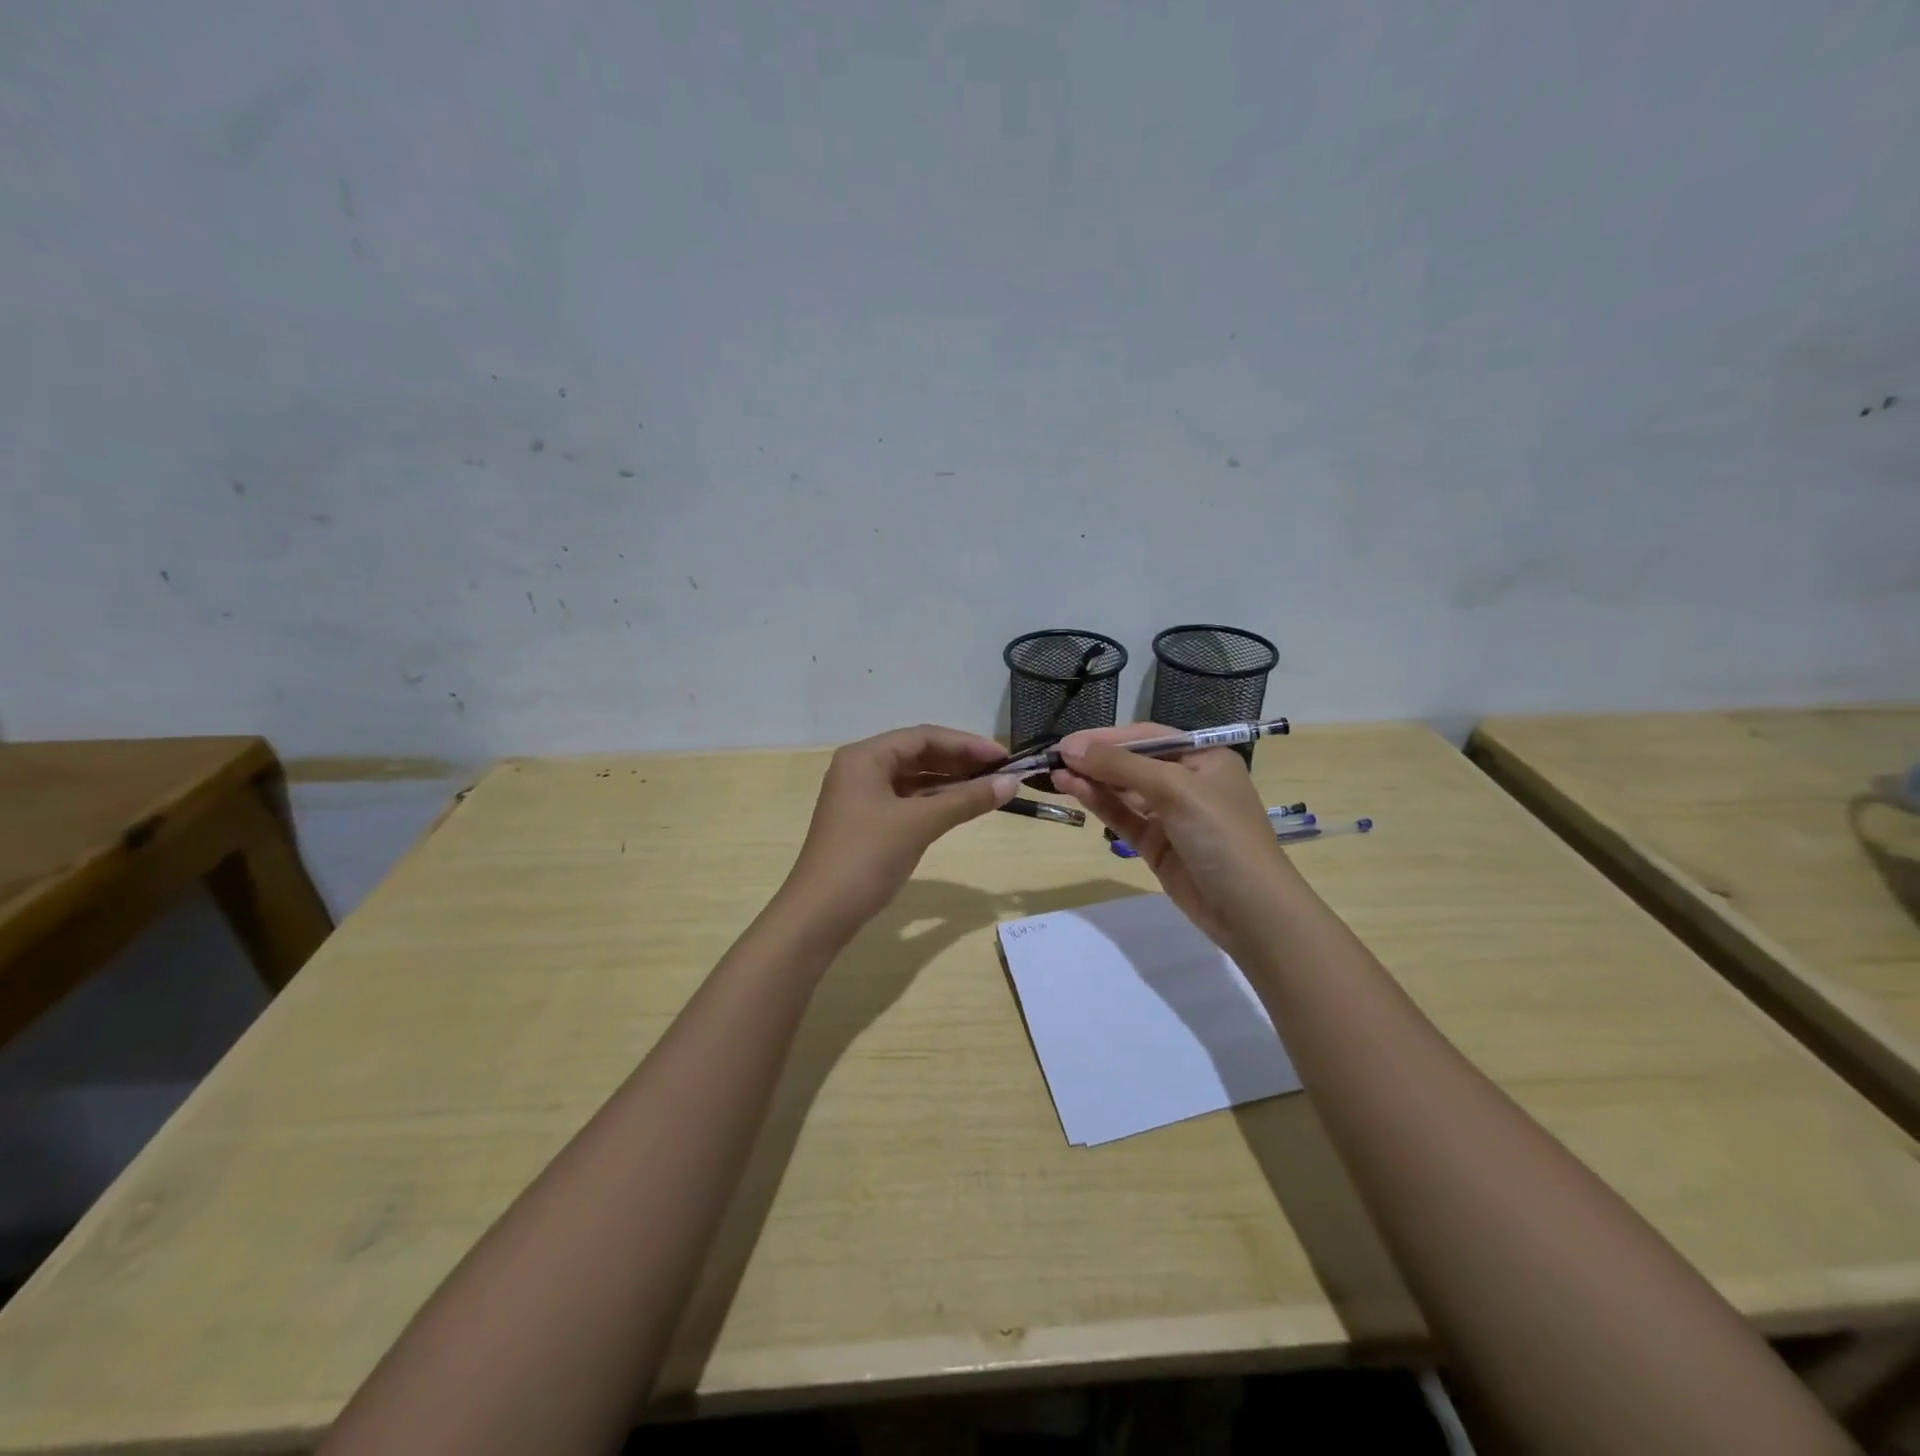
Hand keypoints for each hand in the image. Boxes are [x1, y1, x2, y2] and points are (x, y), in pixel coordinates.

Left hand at [782, 724, 1015, 937]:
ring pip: (914, 779)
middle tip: (1002, 772)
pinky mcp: (867, 824)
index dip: (967, 744)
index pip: (924, 737)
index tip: (1004, 757)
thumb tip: (1012, 782)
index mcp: (865, 757)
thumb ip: (966, 800)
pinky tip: (962, 807)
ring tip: (990, 788)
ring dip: (951, 782)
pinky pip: (908, 801)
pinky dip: (936, 802)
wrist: (820, 915)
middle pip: (918, 754)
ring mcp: (862, 798)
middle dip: (960, 761)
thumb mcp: (920, 823)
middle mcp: (861, 769)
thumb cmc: (867, 857)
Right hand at [1052, 724, 1288, 948]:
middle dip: (1095, 758)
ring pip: (1123, 789)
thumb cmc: (1221, 834)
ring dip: (1092, 780)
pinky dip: (1099, 803)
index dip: (1106, 737)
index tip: (1067, 742)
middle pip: (1132, 761)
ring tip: (1055, 774)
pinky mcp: (1156, 843)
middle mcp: (1187, 780)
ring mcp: (1171, 814)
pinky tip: (1073, 790)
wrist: (1250, 910)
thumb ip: (1121, 767)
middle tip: (1053, 757)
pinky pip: (1123, 816)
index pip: (1147, 736)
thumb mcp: (1174, 790)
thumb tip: (1070, 748)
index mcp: (1203, 757)